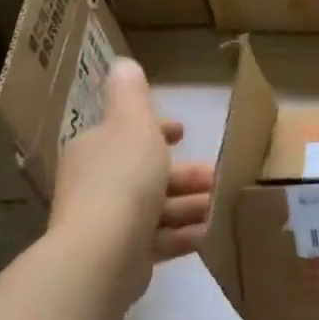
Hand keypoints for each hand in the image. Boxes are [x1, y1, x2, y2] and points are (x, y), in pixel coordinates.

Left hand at [49, 59, 214, 300]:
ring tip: (221, 206)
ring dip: (190, 205)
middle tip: (219, 177)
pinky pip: (159, 240)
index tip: (184, 133)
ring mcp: (107, 223)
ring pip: (157, 208)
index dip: (158, 130)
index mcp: (96, 149)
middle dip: (186, 174)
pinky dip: (184, 234)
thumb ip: (131, 94)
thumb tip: (123, 62)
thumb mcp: (132, 123)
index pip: (128, 133)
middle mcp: (97, 184)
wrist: (104, 250)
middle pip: (148, 173)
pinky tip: (210, 234)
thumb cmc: (125, 178)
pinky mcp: (121, 256)